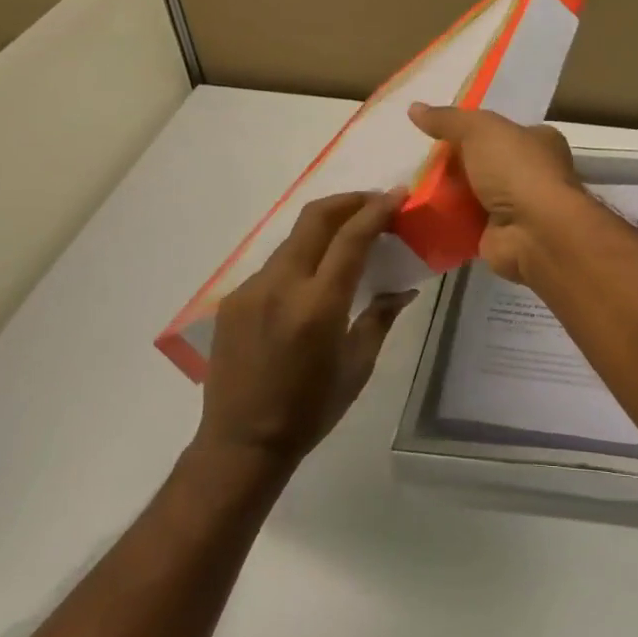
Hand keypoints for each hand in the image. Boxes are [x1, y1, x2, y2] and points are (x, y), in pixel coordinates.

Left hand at [196, 191, 416, 465]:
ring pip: (294, 239)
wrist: (242, 441)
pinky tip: (313, 278)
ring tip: (349, 238)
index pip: (351, 237)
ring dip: (325, 228)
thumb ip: (380, 318)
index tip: (398, 194)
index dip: (377, 209)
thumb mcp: (357, 366)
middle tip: (376, 202)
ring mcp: (251, 289)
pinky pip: (274, 265)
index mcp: (318, 305)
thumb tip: (404, 289)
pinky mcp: (233, 299)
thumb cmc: (311, 410)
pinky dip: (302, 258)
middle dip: (349, 201)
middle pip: (315, 218)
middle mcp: (281, 286)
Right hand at [408, 103, 583, 284]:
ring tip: (410, 186)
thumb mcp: (479, 130)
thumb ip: (448, 120)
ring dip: (447, 194)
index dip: (473, 130)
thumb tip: (414, 108)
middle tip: (420, 161)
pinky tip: (419, 214)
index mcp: (539, 141)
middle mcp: (532, 173)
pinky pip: (465, 224)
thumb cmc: (516, 169)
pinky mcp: (499, 235)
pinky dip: (446, 220)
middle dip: (455, 164)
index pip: (503, 130)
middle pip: (485, 163)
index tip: (440, 132)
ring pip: (473, 194)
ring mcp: (517, 207)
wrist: (533, 231)